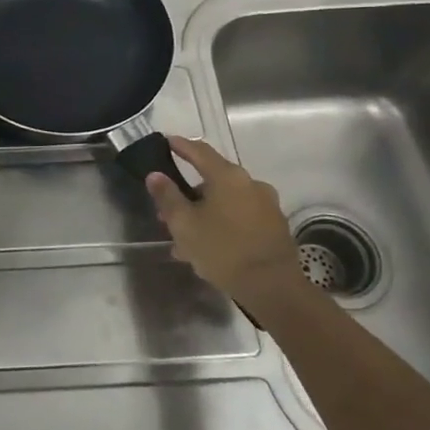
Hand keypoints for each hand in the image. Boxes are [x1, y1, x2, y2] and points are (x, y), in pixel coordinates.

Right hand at [144, 136, 312, 323]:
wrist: (273, 287)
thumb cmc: (223, 250)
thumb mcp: (184, 224)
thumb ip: (167, 197)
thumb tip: (155, 175)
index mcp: (228, 177)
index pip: (200, 151)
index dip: (181, 145)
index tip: (167, 141)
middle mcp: (251, 184)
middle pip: (213, 179)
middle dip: (189, 193)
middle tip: (168, 209)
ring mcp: (266, 205)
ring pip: (226, 202)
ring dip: (204, 213)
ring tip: (185, 238)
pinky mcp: (274, 226)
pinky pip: (240, 217)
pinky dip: (222, 224)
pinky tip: (208, 247)